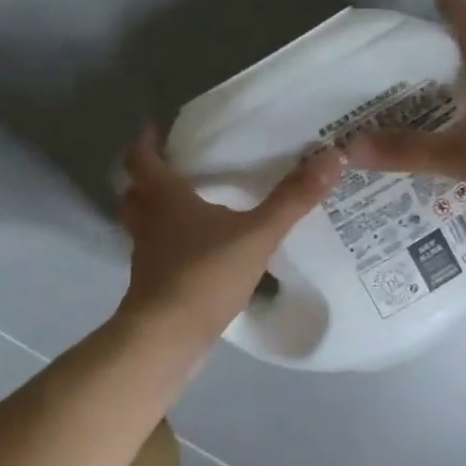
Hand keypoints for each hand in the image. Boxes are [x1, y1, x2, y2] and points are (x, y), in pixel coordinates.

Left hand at [117, 127, 344, 344]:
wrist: (168, 336)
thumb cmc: (205, 274)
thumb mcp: (257, 235)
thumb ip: (292, 200)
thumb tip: (331, 158)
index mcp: (164, 199)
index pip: (141, 159)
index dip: (145, 142)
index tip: (155, 129)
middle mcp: (148, 223)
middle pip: (134, 193)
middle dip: (146, 179)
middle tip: (173, 169)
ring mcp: (146, 256)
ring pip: (142, 225)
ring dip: (155, 213)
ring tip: (187, 209)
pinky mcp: (152, 286)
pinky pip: (156, 255)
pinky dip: (169, 247)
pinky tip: (197, 253)